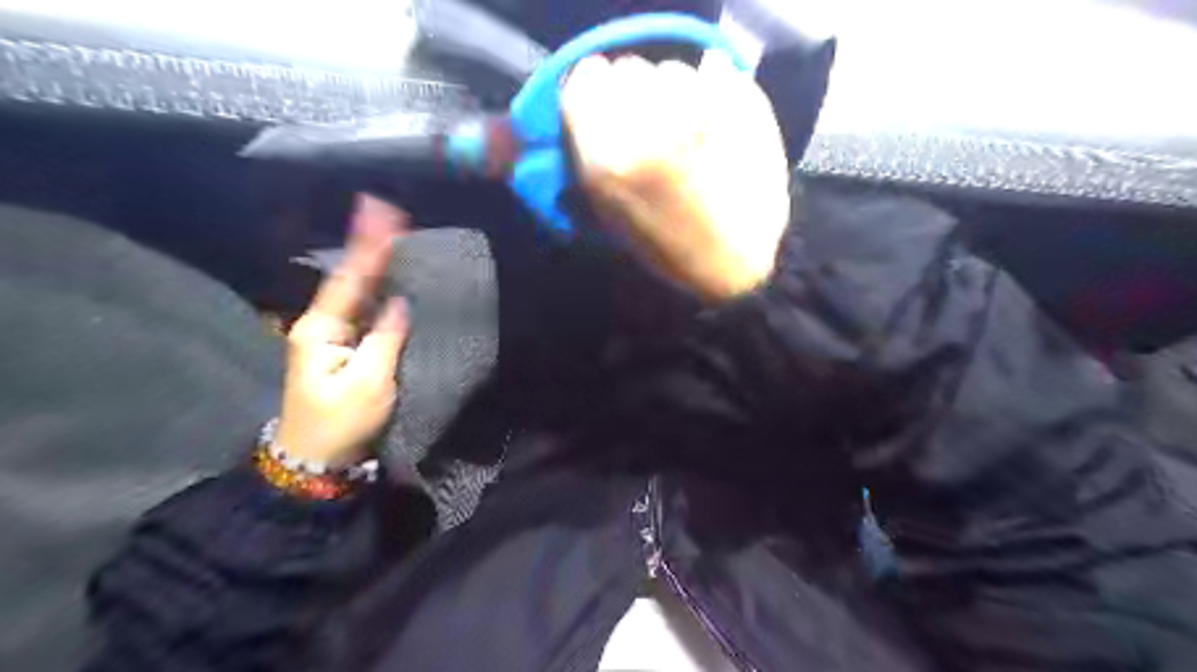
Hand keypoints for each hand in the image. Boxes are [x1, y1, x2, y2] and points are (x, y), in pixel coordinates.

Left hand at [277, 195, 411, 466]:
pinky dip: (375, 289)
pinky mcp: (343, 349)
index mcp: (321, 330)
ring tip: (389, 233)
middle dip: (367, 245)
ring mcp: (330, 337)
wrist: (316, 459)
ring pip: (355, 292)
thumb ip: (385, 339)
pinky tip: (387, 276)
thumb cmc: (342, 422)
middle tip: (385, 212)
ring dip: (372, 263)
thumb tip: (399, 303)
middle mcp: (321, 325)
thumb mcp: (369, 383)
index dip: (368, 247)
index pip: (349, 280)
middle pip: (349, 278)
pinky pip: (362, 311)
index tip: (382, 214)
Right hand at [565, 53, 791, 300]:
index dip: (593, 93)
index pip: (583, 82)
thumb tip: (579, 108)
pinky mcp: (742, 104)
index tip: (603, 110)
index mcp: (608, 158)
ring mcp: (701, 110)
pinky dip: (712, 91)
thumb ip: (585, 157)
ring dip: (673, 94)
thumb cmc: (670, 250)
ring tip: (689, 133)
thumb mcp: (609, 215)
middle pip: (628, 70)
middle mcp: (649, 124)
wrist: (737, 265)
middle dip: (634, 95)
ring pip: (671, 72)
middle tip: (651, 128)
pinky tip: (717, 125)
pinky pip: (714, 74)